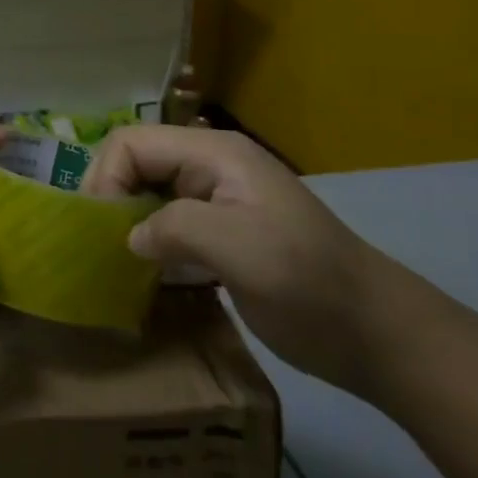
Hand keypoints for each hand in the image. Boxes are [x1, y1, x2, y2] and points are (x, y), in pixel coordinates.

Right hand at [83, 126, 404, 394]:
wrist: (376, 334)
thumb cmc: (307, 283)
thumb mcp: (239, 248)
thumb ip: (173, 228)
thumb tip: (130, 237)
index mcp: (214, 154)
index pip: (132, 143)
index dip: (105, 177)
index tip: (101, 229)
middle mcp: (210, 167)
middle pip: (135, 163)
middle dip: (110, 198)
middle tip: (101, 245)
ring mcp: (216, 200)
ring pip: (147, 193)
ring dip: (125, 221)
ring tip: (112, 260)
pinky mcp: (221, 234)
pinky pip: (165, 224)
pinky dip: (147, 242)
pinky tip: (142, 272)